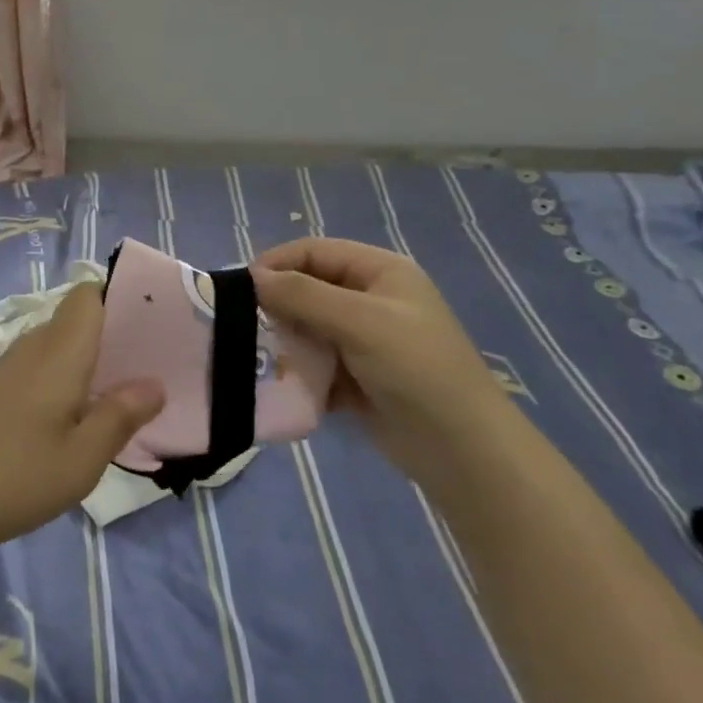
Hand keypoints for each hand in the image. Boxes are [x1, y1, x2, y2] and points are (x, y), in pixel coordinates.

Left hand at [0, 283, 164, 558]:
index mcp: (60, 350)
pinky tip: (81, 415)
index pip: (88, 294)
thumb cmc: (16, 476)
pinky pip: (45, 365)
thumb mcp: (82, 458)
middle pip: (78, 317)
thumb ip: (120, 416)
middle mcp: (35, 346)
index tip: (152, 327)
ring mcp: (13, 366)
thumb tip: (155, 384)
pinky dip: (69, 377)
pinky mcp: (0, 388)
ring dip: (93, 359)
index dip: (120, 299)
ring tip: (126, 393)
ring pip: (62, 343)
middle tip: (152, 367)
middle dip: (115, 334)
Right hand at [252, 238, 516, 489]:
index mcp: (379, 271)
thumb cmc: (417, 369)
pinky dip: (296, 369)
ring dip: (284, 339)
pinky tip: (278, 383)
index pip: (314, 251)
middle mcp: (370, 298)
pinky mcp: (355, 376)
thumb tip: (252, 277)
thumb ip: (303, 295)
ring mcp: (363, 339)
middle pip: (307, 287)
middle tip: (245, 326)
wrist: (463, 452)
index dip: (276, 264)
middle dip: (277, 305)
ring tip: (258, 356)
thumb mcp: (360, 322)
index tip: (240, 290)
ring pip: (306, 326)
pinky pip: (313, 361)